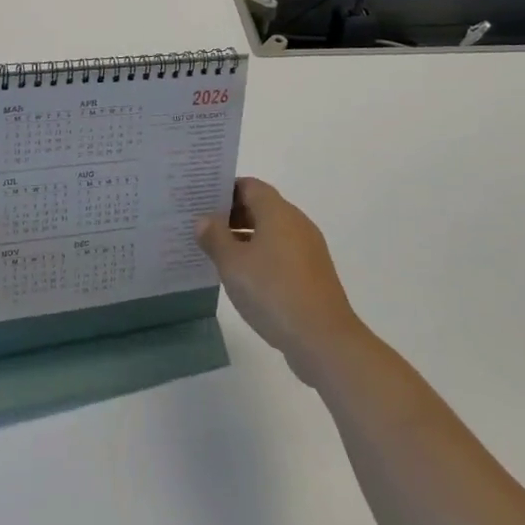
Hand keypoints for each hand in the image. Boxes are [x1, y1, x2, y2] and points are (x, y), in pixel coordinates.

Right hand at [197, 177, 368, 384]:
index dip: (225, 190)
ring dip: (245, 237)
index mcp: (278, 212)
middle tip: (202, 227)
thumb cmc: (273, 292)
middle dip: (232, 215)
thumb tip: (204, 220)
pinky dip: (261, 256)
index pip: (250, 186)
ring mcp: (308, 249)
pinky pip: (281, 253)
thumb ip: (215, 237)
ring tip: (217, 253)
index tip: (201, 201)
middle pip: (261, 207)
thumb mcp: (233, 264)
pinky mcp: (313, 273)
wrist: (323, 339)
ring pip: (271, 232)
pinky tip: (243, 277)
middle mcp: (297, 223)